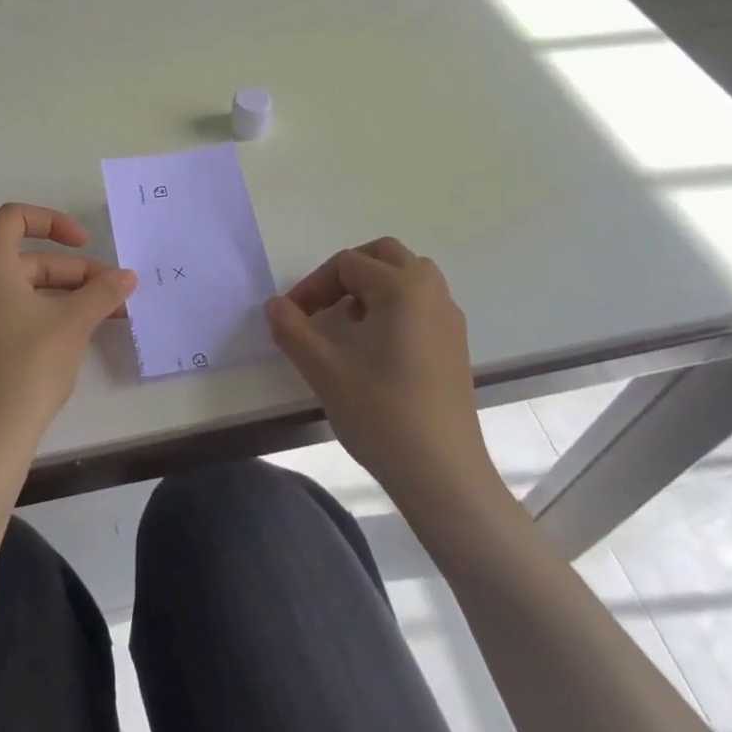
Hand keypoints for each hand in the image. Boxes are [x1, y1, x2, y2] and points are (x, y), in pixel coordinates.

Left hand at [0, 203, 136, 461]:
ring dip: (61, 294)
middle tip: (112, 294)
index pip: (16, 217)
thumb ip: (102, 291)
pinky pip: (2, 309)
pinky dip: (37, 311)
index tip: (86, 244)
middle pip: (23, 258)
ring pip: (16, 286)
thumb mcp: (73, 322)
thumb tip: (127, 277)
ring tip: (103, 315)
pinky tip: (71, 332)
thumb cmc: (26, 366)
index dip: (55, 222)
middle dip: (72, 272)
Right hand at [266, 238, 498, 501]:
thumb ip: (292, 329)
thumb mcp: (323, 368)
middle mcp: (432, 292)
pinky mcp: (456, 345)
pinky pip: (422, 303)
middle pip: (385, 255)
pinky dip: (394, 306)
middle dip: (347, 271)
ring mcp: (449, 319)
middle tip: (322, 303)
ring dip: (373, 286)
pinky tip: (376, 347)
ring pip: (408, 277)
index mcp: (402, 288)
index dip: (312, 286)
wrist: (443, 475)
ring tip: (348, 321)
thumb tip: (275, 306)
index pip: (346, 264)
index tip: (291, 317)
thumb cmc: (381, 413)